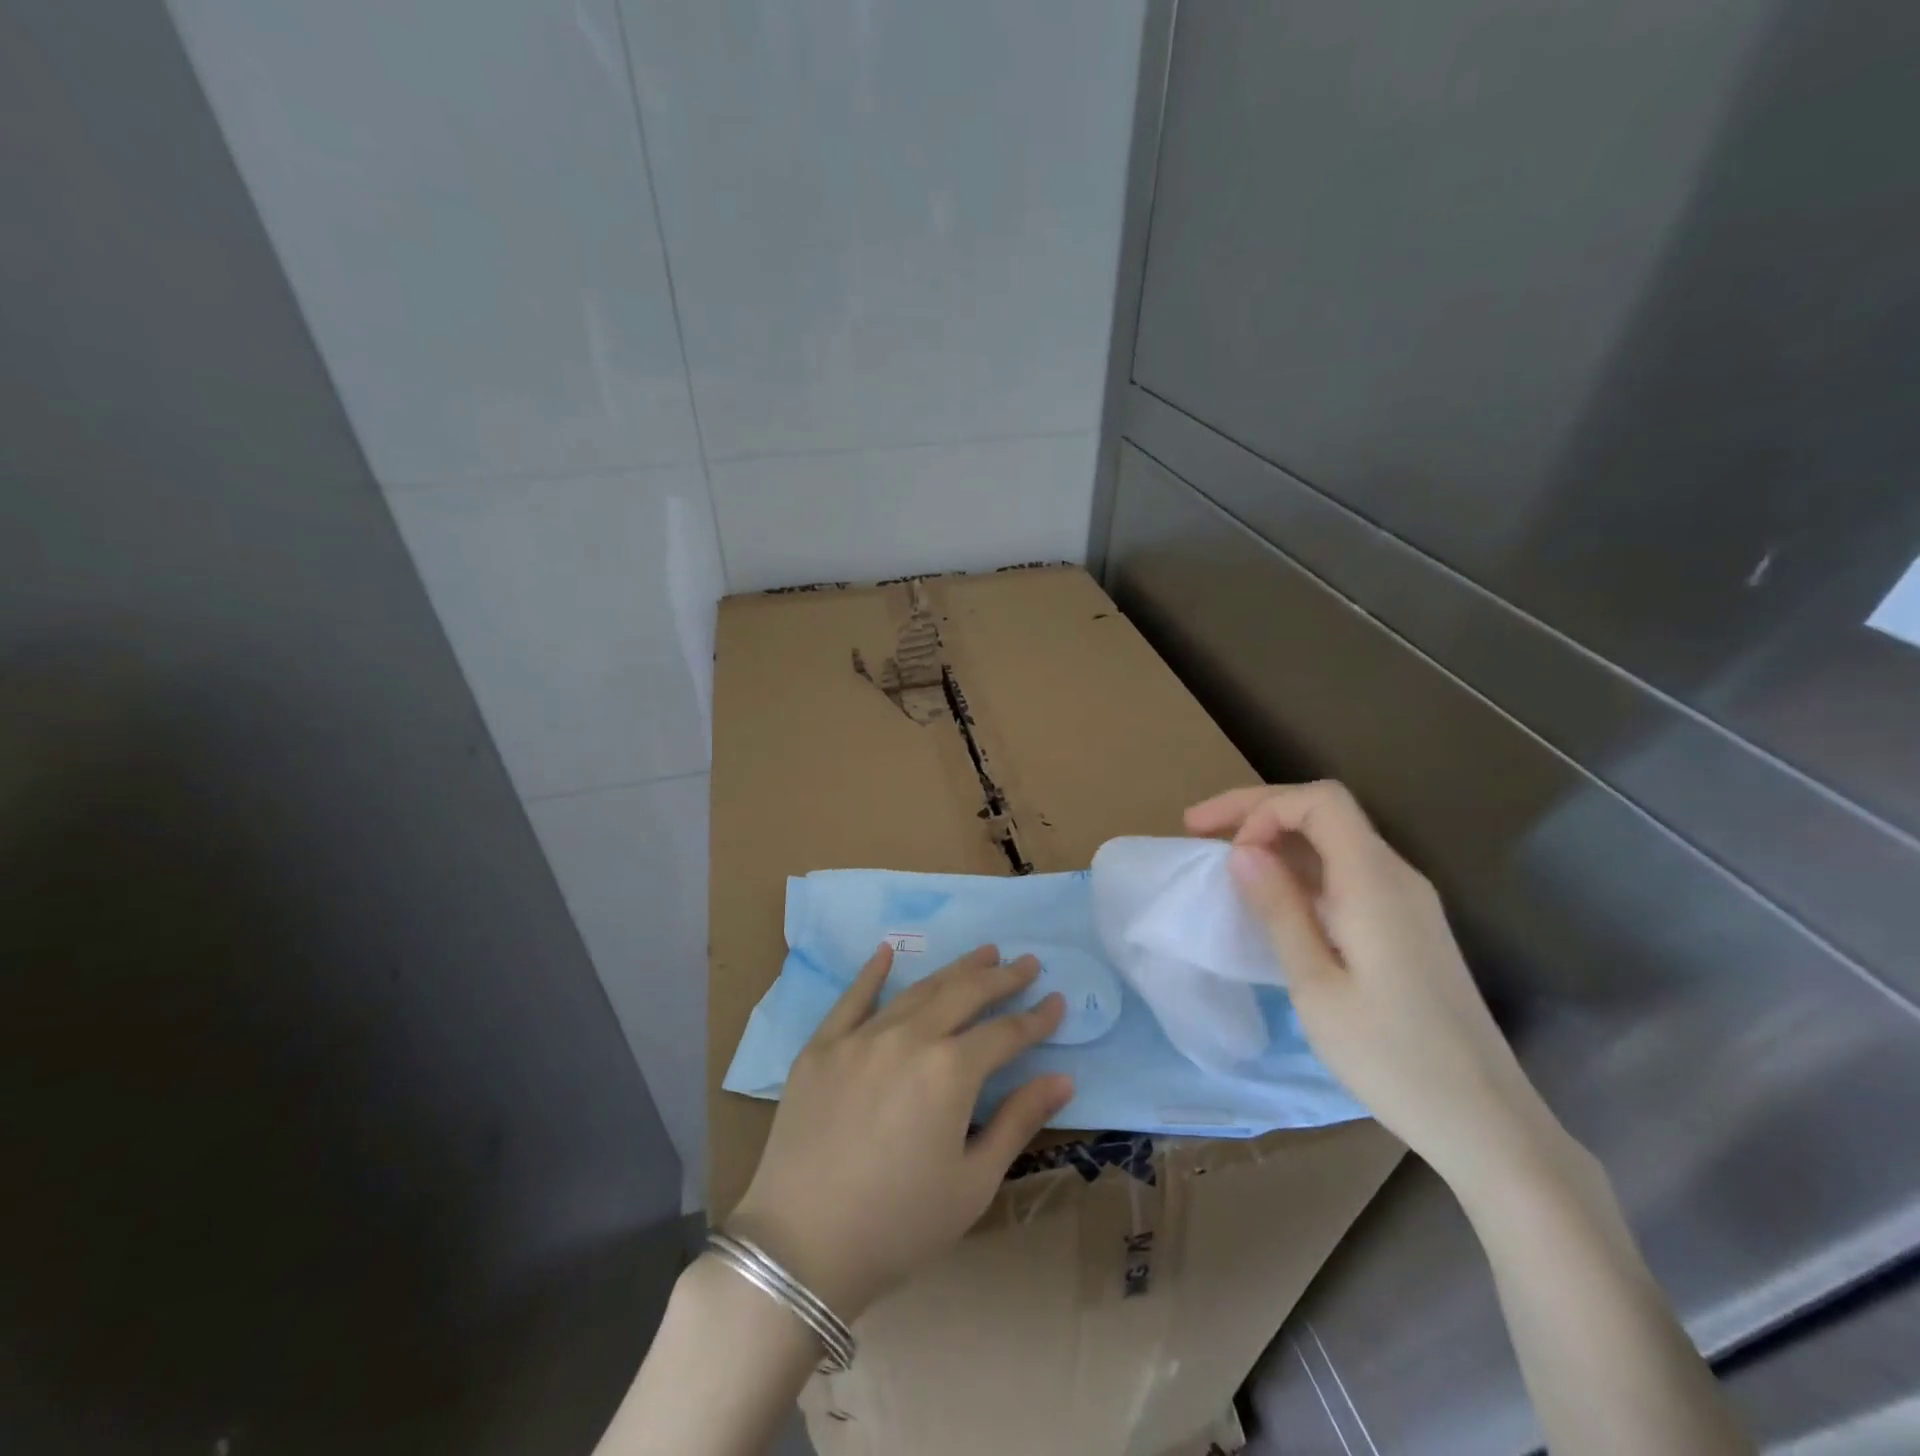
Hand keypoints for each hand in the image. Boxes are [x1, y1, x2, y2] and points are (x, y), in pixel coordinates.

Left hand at [725, 945, 1073, 1319]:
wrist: (801, 1247)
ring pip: (917, 990)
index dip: (1035, 1019)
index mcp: (950, 1071)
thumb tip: (1063, 1078)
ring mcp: (860, 1037)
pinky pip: (852, 998)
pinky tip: (887, 952)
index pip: (1005, 1033)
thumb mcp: (973, 1183)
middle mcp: (908, 1038)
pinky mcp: (821, 1047)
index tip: (1058, 1001)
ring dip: (954, 969)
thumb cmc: (899, 1225)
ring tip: (982, 953)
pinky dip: (873, 973)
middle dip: (1001, 977)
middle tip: (1027, 961)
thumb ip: (1018, 1121)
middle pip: (964, 995)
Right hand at [1186, 781, 1561, 1190]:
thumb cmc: (1392, 1058)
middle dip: (1258, 811)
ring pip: (1335, 842)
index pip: (1320, 802)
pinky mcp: (1408, 928)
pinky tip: (1274, 897)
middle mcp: (1397, 877)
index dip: (1261, 807)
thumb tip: (1241, 851)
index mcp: (1375, 883)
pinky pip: (1347, 874)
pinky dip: (1300, 869)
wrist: (1487, 1123)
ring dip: (1277, 839)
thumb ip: (1279, 910)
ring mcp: (1408, 902)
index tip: (1220, 846)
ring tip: (1225, 860)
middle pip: (1325, 812)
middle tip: (1197, 828)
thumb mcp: (1316, 986)